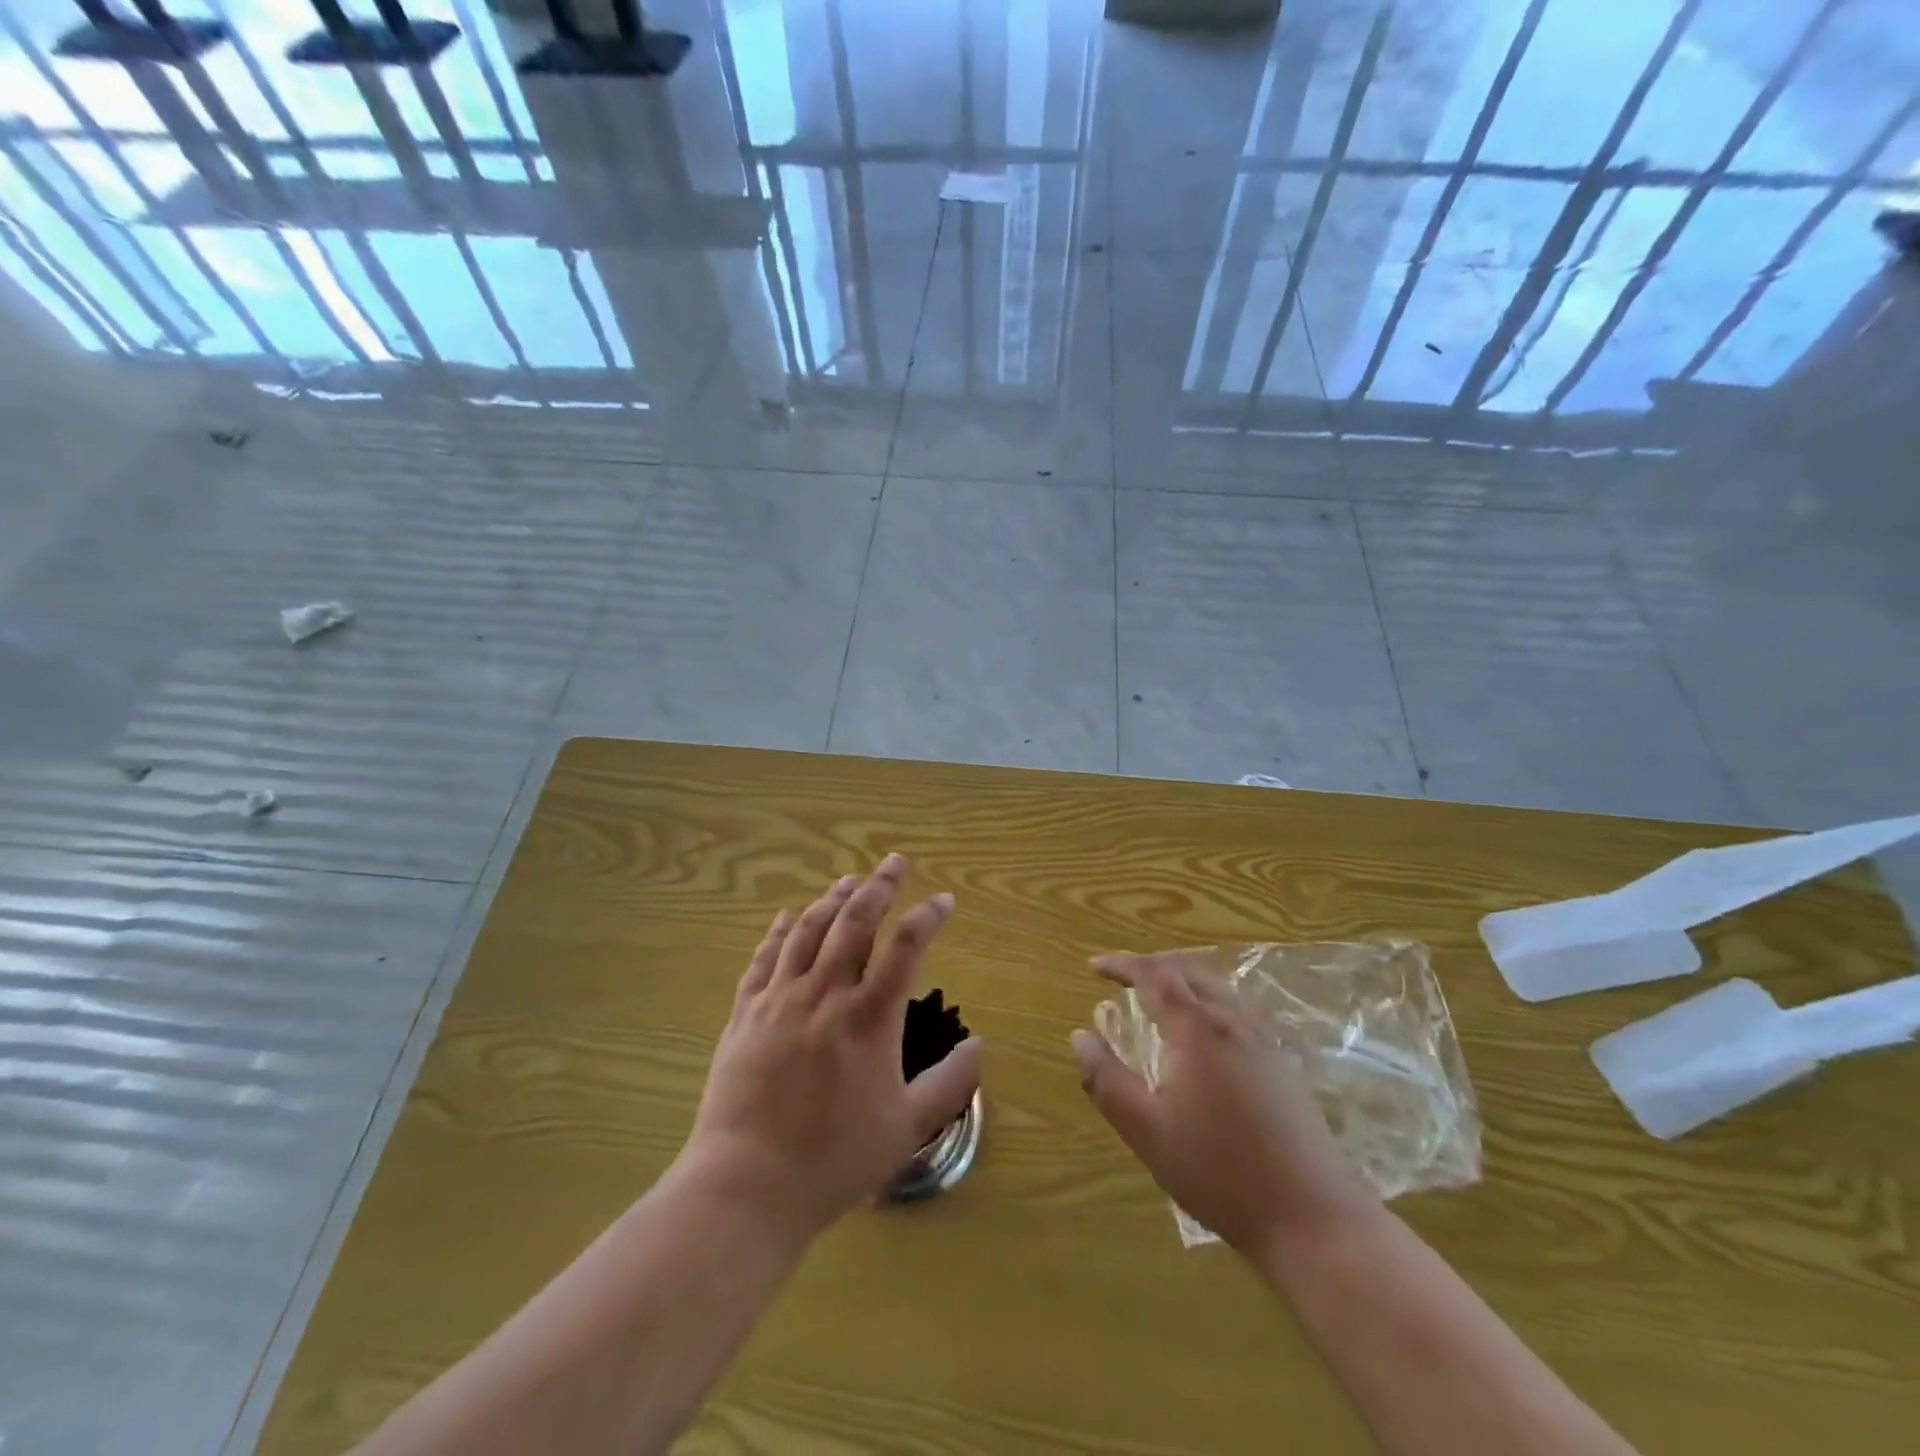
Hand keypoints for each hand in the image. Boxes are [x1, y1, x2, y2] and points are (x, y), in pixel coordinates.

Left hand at [684, 855, 981, 1243]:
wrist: (746, 1186)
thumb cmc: (833, 1160)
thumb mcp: (905, 1129)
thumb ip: (948, 1085)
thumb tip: (979, 1044)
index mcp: (869, 1018)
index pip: (906, 947)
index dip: (929, 917)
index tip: (945, 901)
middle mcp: (825, 995)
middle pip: (855, 922)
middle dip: (879, 886)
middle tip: (895, 862)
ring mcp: (779, 999)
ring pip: (809, 930)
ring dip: (832, 899)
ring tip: (849, 880)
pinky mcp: (745, 1014)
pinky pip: (764, 958)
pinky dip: (780, 931)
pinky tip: (789, 916)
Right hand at [1070, 951, 1374, 1256]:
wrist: (1312, 1217)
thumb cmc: (1220, 1172)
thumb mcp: (1148, 1131)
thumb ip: (1107, 1080)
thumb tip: (1079, 1036)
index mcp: (1196, 1029)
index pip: (1153, 976)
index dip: (1121, 964)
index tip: (1094, 965)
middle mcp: (1231, 1021)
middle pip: (1188, 970)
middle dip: (1151, 965)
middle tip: (1121, 976)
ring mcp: (1262, 1039)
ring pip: (1216, 986)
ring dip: (1181, 978)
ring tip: (1157, 994)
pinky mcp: (1281, 1061)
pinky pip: (1236, 1006)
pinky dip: (1206, 997)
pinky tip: (1202, 1028)